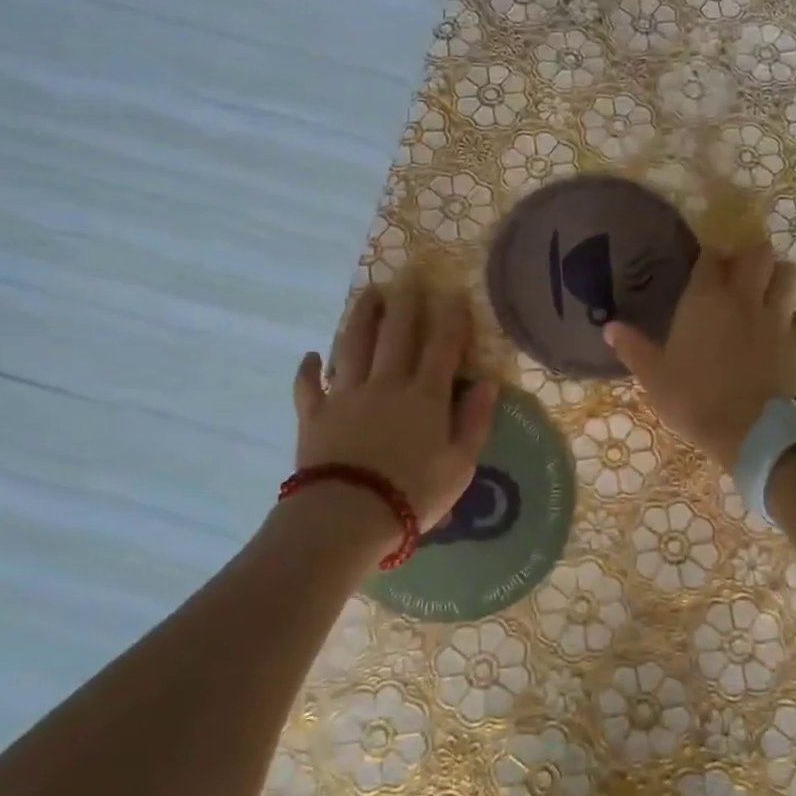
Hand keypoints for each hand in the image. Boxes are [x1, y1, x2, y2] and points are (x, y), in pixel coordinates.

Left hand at [292, 277, 497, 545]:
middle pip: (396, 334)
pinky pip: (308, 386)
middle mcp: (386, 384)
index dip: (450, 318)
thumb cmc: (413, 494)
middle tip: (408, 280)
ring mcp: (346, 396)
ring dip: (361, 317)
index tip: (453, 293)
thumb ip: (474, 422)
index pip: (442, 346)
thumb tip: (487, 385)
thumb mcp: (460, 466)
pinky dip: (308, 369)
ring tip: (368, 295)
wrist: (347, 516)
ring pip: (352, 345)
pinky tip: (310, 356)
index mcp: (425, 396)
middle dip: (405, 305)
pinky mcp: (314, 415)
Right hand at [604, 241, 795, 472]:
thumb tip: (609, 327)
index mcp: (705, 299)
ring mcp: (777, 318)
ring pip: (788, 276)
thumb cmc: (693, 399)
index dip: (708, 258)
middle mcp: (744, 298)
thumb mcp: (654, 377)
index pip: (711, 256)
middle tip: (738, 275)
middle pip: (759, 254)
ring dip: (778, 278)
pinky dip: (795, 317)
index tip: (702, 268)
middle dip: (750, 258)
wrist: (748, 431)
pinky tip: (784, 329)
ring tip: (766, 293)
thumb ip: (633, 347)